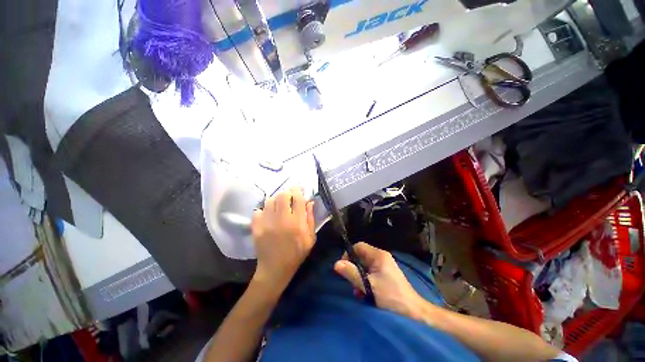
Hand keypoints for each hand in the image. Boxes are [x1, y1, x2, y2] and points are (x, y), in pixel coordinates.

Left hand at [251, 187, 315, 290]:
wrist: (275, 269)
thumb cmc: (296, 253)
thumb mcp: (310, 238)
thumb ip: (311, 219)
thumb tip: (309, 202)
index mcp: (297, 223)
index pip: (297, 198)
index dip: (297, 190)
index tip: (297, 188)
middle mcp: (282, 220)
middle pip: (282, 195)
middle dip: (286, 193)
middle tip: (288, 197)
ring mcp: (267, 223)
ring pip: (270, 200)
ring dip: (275, 200)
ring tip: (278, 206)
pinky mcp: (256, 227)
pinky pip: (258, 210)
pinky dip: (263, 210)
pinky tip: (268, 216)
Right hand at [334, 243, 423, 318]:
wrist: (413, 313)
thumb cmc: (391, 296)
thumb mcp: (368, 285)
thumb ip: (352, 273)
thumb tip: (336, 264)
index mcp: (378, 255)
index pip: (358, 246)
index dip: (349, 254)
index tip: (343, 268)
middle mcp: (381, 257)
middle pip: (361, 257)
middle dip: (353, 269)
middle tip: (351, 283)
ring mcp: (384, 267)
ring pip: (364, 267)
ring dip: (359, 278)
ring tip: (358, 292)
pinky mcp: (386, 276)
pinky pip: (370, 274)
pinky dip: (365, 282)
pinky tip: (365, 294)